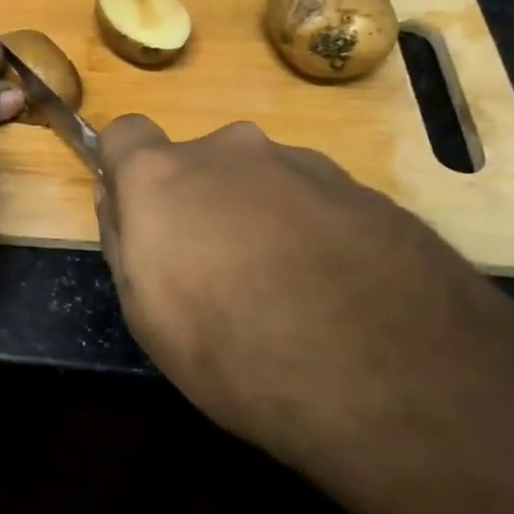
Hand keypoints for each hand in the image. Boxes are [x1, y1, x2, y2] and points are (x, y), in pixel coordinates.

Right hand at [95, 115, 513, 458]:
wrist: (393, 379)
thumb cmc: (234, 350)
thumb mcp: (145, 312)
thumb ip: (123, 240)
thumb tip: (120, 200)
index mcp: (164, 175)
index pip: (125, 134)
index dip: (126, 170)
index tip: (140, 213)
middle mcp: (231, 150)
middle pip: (199, 163)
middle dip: (199, 202)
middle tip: (219, 271)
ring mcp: (305, 164)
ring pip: (262, 181)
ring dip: (260, 217)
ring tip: (289, 292)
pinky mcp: (368, 192)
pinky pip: (316, 203)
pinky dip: (313, 233)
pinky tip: (336, 293)